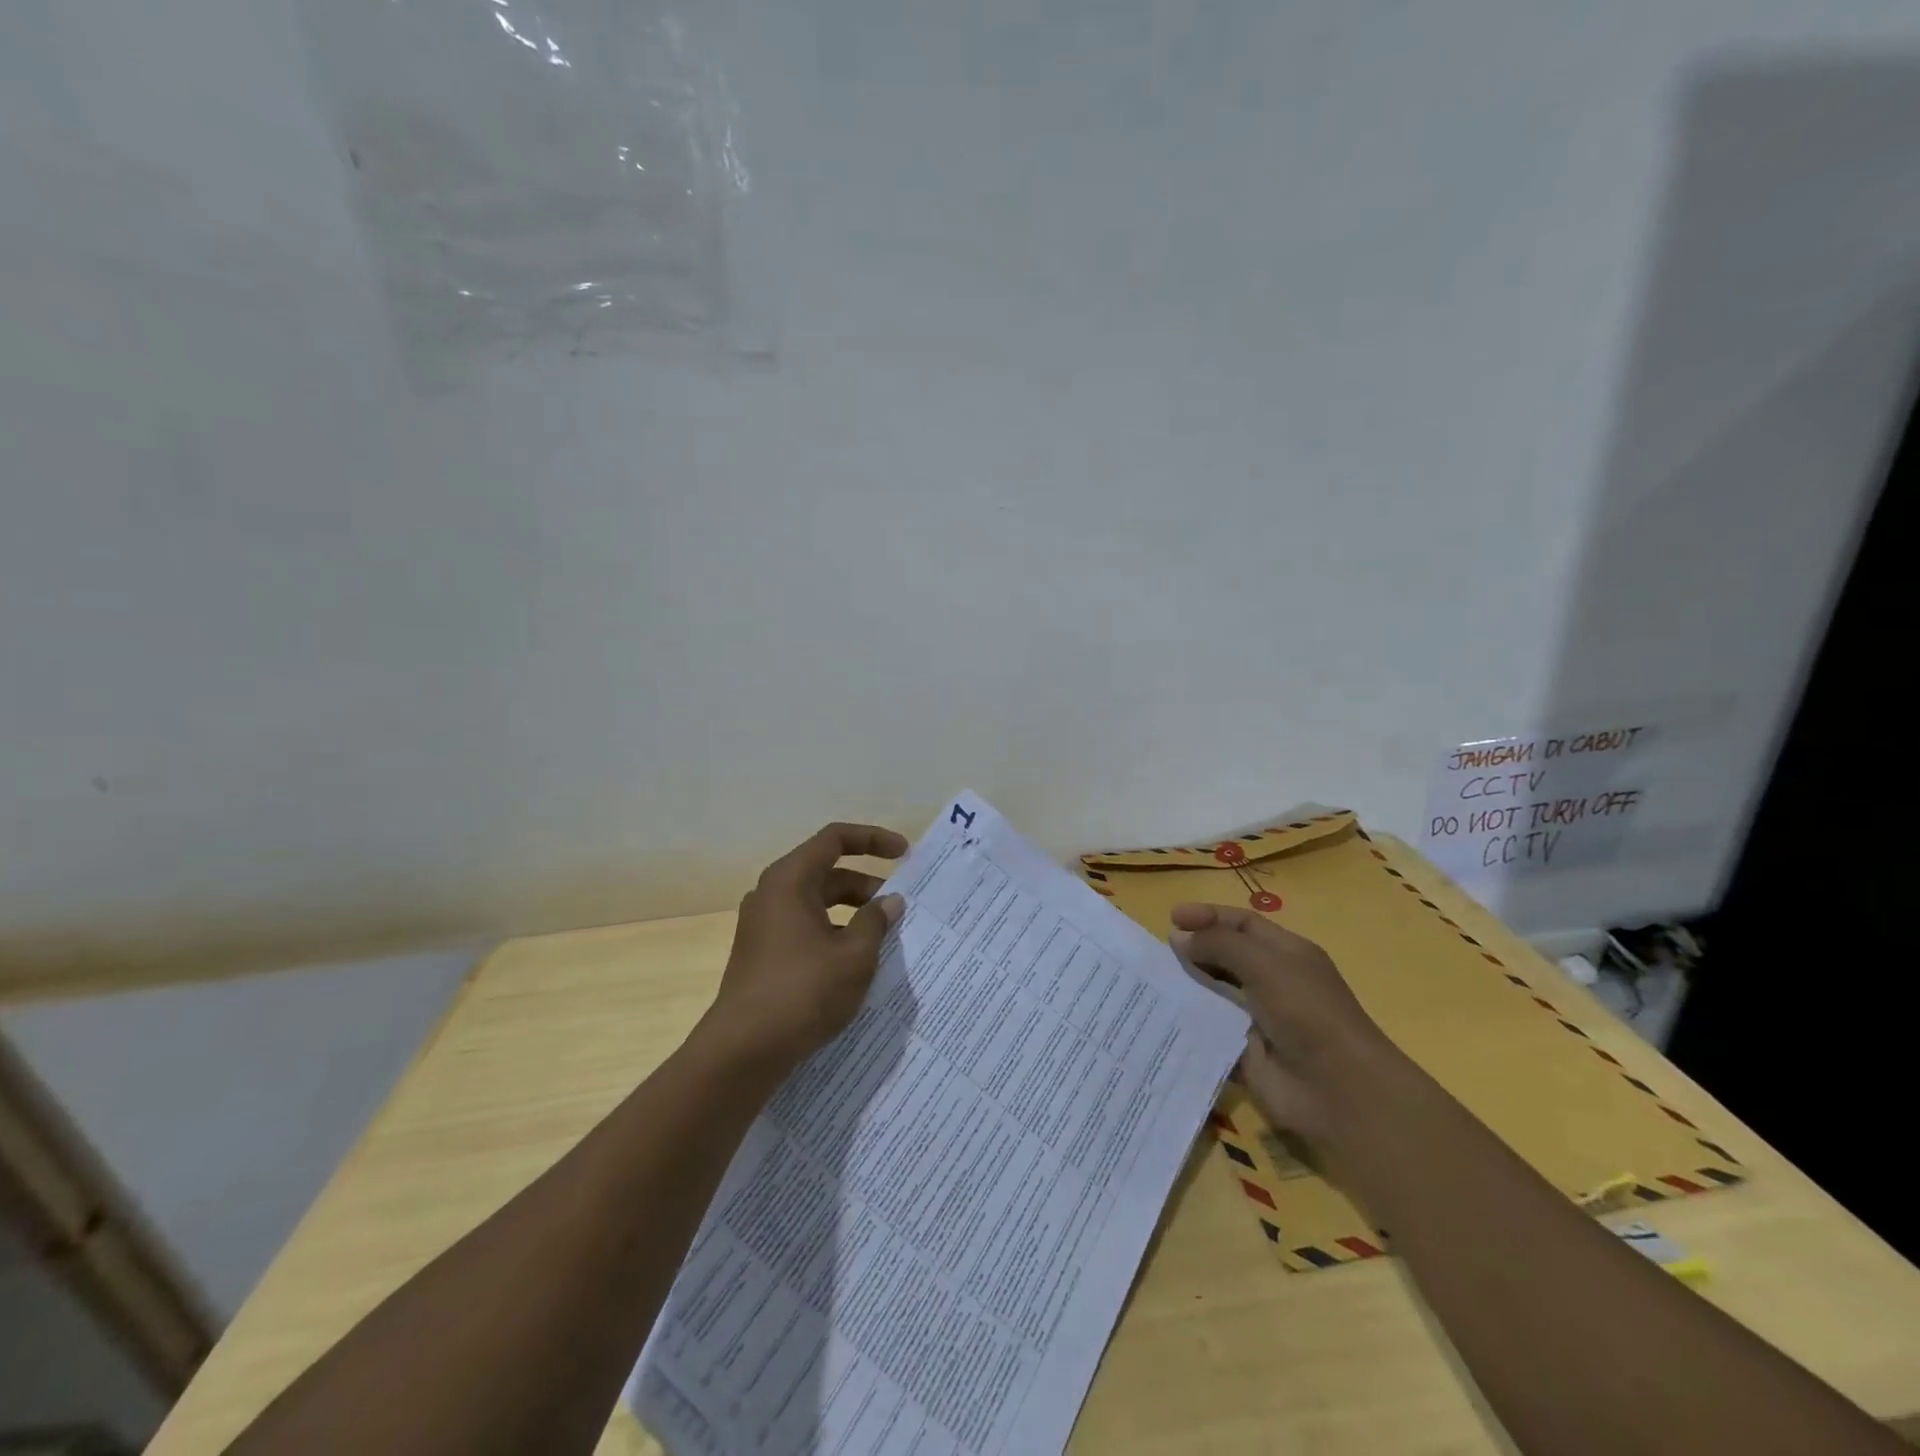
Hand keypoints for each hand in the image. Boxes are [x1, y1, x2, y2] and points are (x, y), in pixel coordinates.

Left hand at [701, 822, 908, 1074]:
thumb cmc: (803, 992)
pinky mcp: (762, 953)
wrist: (743, 1051)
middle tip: (900, 908)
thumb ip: (876, 921)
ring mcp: (764, 925)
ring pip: (817, 903)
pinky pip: (806, 928)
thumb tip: (890, 902)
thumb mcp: (854, 955)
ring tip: (884, 938)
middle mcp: (772, 894)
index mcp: (790, 880)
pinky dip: (834, 933)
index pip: (835, 839)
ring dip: (852, 913)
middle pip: (827, 872)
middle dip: (867, 885)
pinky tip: (855, 963)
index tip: (905, 854)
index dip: (873, 839)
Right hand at [1170, 903, 1397, 1147]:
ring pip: (1215, 993)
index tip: (1171, 919)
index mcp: (1287, 954)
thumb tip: (1179, 937)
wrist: (1338, 1090)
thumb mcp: (1263, 964)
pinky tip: (1161, 1017)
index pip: (1242, 924)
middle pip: (1227, 956)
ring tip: (1152, 982)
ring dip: (1188, 986)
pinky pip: (1211, 1031)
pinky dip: (1189, 1024)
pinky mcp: (1245, 1052)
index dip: (1208, 917)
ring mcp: (1259, 1019)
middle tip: (1159, 953)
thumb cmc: (1306, 1012)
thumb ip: (1219, 945)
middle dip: (1195, 950)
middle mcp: (1274, 982)